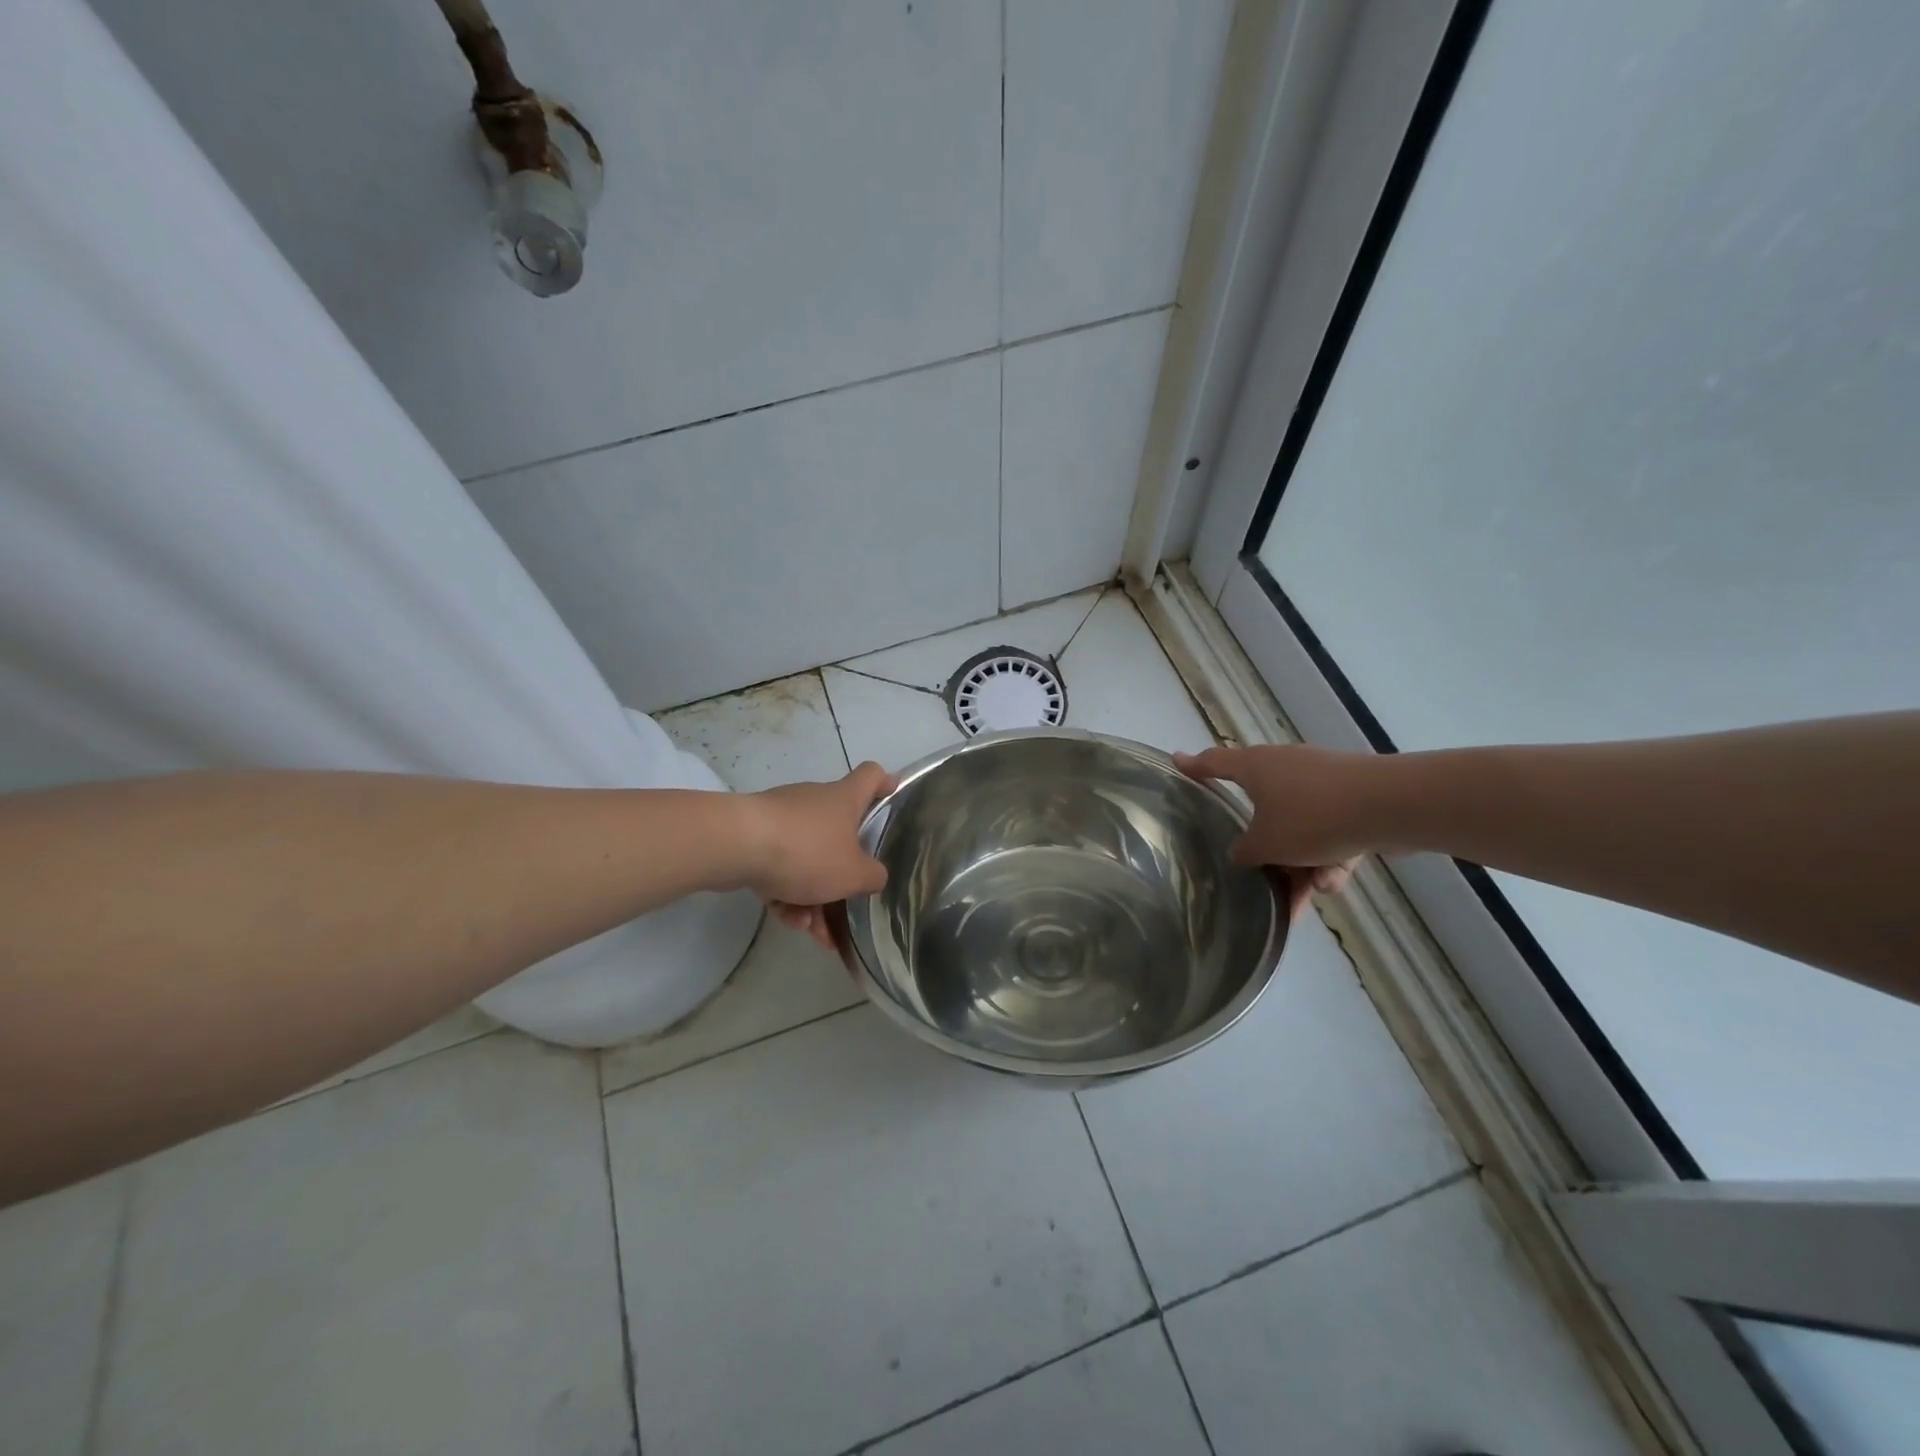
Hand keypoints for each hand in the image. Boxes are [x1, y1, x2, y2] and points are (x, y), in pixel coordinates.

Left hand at [744, 762, 894, 950]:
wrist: (737, 846)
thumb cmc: (807, 851)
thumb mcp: (854, 874)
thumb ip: (873, 877)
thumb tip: (875, 876)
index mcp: (845, 800)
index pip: (872, 776)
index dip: (885, 783)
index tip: (892, 795)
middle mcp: (815, 802)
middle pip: (839, 833)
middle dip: (842, 874)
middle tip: (847, 905)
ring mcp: (783, 819)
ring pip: (807, 859)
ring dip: (814, 896)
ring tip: (813, 930)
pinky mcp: (755, 837)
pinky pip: (780, 867)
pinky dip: (787, 894)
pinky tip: (789, 921)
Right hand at [1175, 744, 1373, 916]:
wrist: (1390, 806)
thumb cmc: (1312, 817)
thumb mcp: (1266, 844)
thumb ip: (1246, 852)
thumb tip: (1242, 853)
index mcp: (1255, 768)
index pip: (1215, 764)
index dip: (1194, 766)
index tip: (1176, 761)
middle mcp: (1284, 767)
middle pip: (1262, 809)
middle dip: (1267, 850)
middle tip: (1262, 877)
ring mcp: (1322, 779)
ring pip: (1300, 828)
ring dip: (1302, 863)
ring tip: (1311, 894)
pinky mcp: (1353, 796)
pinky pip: (1330, 830)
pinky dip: (1330, 856)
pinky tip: (1336, 880)